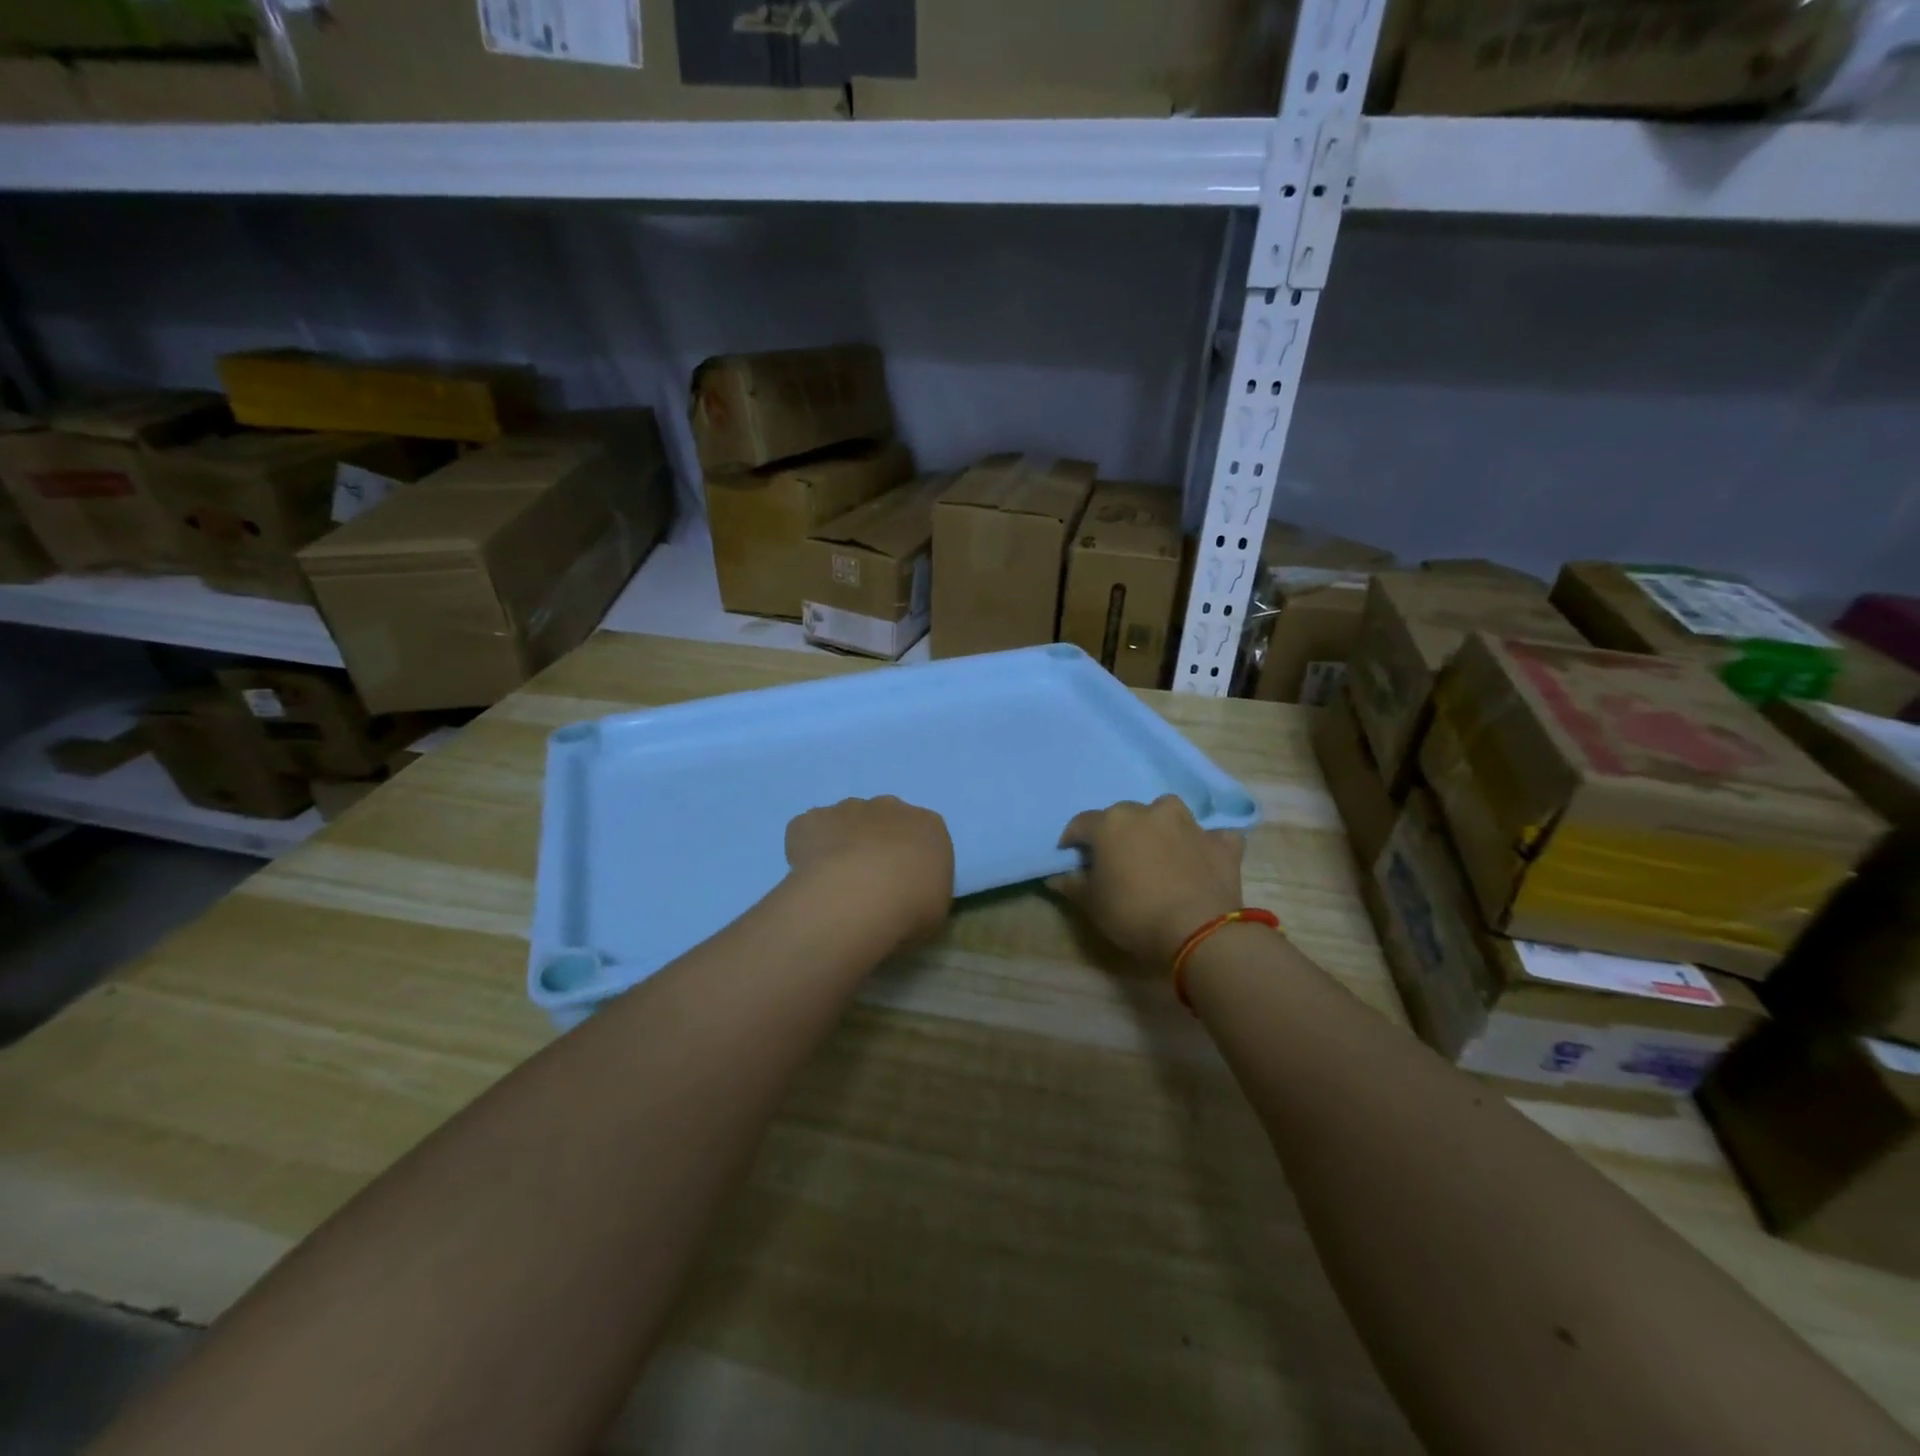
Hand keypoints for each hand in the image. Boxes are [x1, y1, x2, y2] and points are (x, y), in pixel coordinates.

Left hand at [785, 796, 954, 946]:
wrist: (859, 897)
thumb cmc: (910, 907)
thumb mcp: (934, 912)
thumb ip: (922, 894)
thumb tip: (904, 897)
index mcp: (929, 826)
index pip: (922, 836)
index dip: (909, 861)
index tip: (902, 888)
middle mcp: (890, 807)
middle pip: (882, 821)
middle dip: (875, 846)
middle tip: (867, 885)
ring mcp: (848, 808)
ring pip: (844, 822)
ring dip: (841, 845)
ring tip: (834, 885)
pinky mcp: (812, 819)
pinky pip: (808, 830)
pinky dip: (806, 848)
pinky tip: (808, 877)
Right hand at [1048, 795, 1244, 965]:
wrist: (1197, 931)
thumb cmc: (1133, 914)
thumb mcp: (1091, 904)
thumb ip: (1071, 884)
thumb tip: (1055, 876)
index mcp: (1111, 824)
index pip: (1081, 823)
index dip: (1072, 840)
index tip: (1071, 858)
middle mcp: (1149, 812)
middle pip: (1124, 815)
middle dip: (1117, 833)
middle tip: (1116, 860)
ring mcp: (1188, 824)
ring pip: (1168, 813)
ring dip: (1160, 826)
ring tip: (1158, 851)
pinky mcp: (1220, 842)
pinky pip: (1211, 835)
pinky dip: (1205, 843)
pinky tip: (1201, 858)